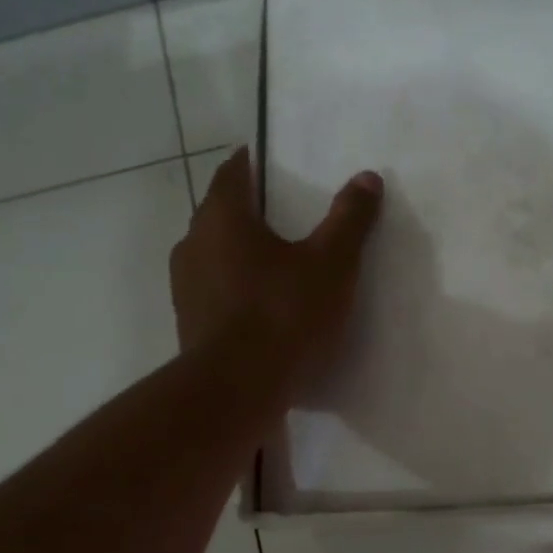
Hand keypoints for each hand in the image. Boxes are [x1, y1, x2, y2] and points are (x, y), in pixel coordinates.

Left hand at [172, 148, 382, 398]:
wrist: (236, 391)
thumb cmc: (283, 314)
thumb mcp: (331, 263)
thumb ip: (350, 219)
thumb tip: (367, 177)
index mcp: (222, 218)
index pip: (232, 172)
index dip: (252, 162)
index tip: (272, 161)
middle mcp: (193, 244)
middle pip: (221, 213)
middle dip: (250, 208)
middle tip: (287, 211)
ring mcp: (186, 286)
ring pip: (215, 253)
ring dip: (241, 250)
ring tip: (279, 259)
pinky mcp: (190, 322)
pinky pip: (216, 289)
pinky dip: (237, 285)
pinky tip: (264, 304)